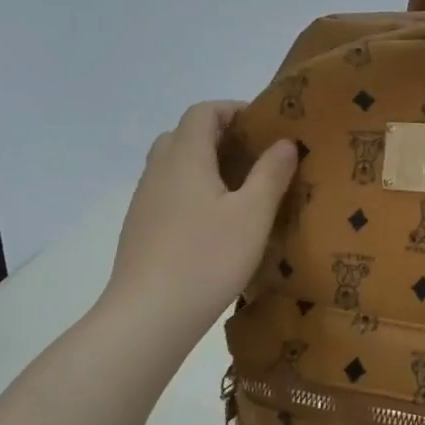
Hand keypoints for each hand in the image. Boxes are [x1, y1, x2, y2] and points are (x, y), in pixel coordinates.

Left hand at [99, 102, 297, 335]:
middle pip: (184, 135)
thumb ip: (271, 174)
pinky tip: (214, 222)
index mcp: (185, 158)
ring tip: (240, 189)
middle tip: (253, 155)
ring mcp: (144, 201)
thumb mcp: (253, 215)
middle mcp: (159, 171)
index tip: (264, 125)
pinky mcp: (140, 229)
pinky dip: (192, 190)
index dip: (233, 109)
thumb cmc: (207, 258)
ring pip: (174, 165)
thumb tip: (284, 142)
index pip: (203, 112)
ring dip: (204, 164)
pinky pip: (168, 192)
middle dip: (219, 135)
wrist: (148, 315)